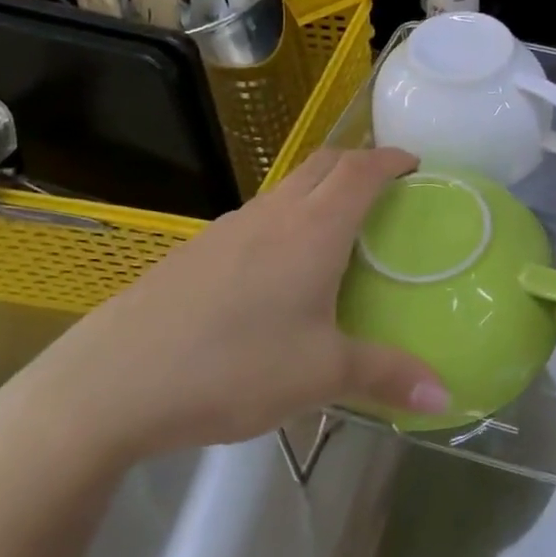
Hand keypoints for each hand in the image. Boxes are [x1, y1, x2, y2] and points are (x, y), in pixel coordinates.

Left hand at [0, 148, 448, 470]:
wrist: (110, 383)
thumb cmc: (232, 366)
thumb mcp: (321, 375)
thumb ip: (387, 376)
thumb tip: (445, 397)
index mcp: (314, 229)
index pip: (361, 170)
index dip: (391, 158)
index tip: (416, 163)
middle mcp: (273, 214)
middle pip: (323, 163)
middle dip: (359, 162)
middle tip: (385, 188)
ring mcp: (228, 228)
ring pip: (286, 187)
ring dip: (320, 189)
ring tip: (338, 228)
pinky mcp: (196, 250)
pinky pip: (257, 216)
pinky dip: (286, 218)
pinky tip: (278, 270)